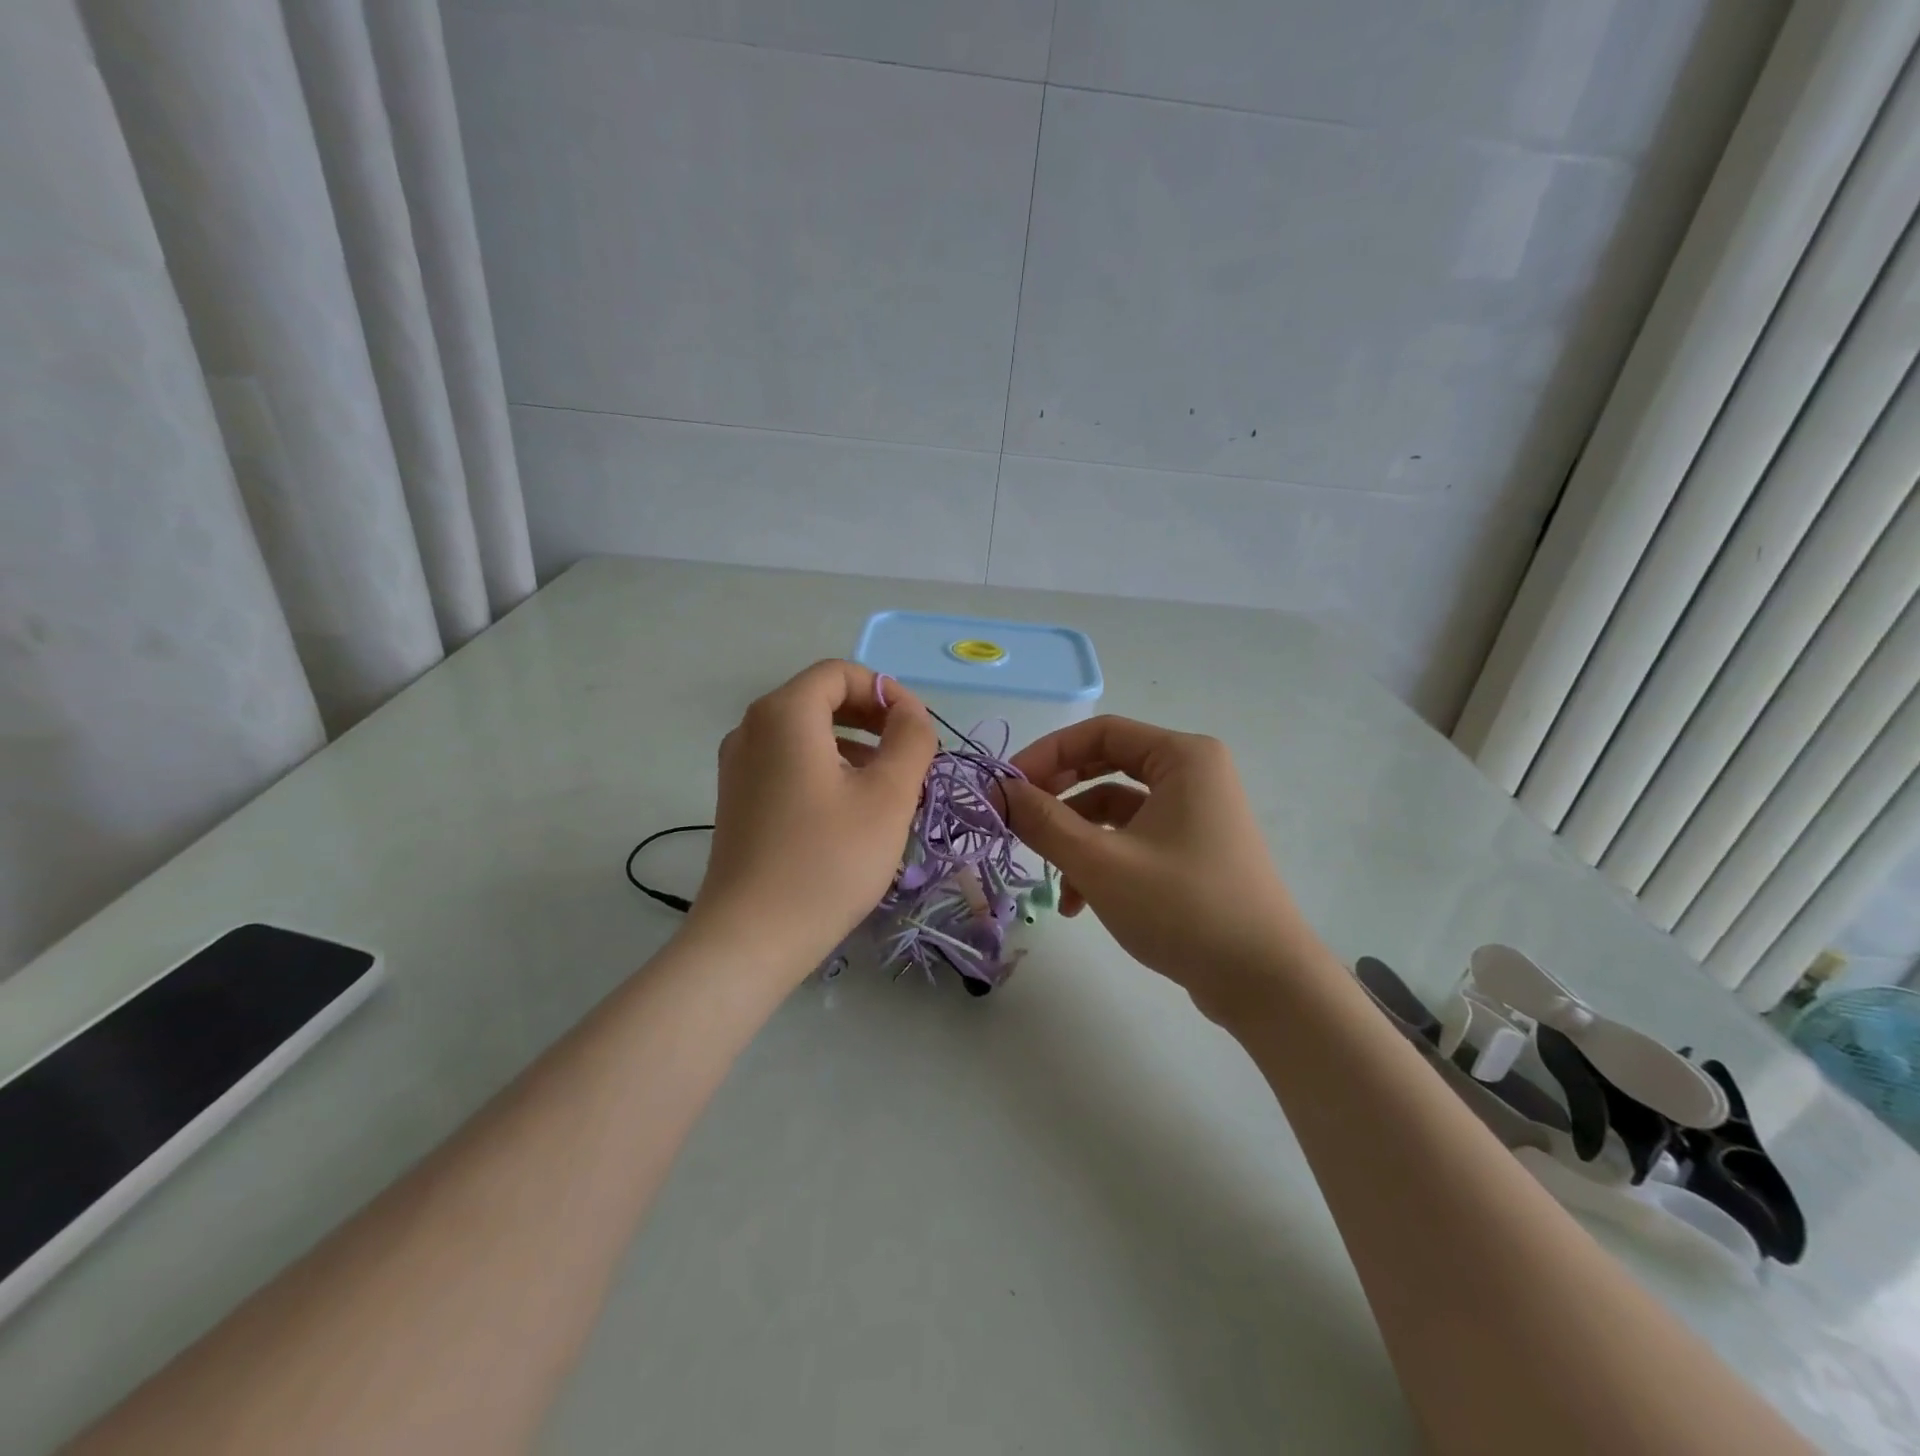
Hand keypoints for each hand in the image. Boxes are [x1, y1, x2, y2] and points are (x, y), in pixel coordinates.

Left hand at [690, 660, 936, 978]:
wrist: (751, 938)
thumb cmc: (828, 860)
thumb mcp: (888, 796)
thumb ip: (910, 740)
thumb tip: (910, 714)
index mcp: (784, 714)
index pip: (840, 673)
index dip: (886, 691)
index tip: (919, 729)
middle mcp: (752, 728)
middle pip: (820, 698)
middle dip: (872, 717)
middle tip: (910, 753)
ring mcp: (738, 765)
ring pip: (805, 733)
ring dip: (853, 743)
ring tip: (889, 783)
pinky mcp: (738, 799)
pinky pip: (788, 762)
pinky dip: (826, 766)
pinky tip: (851, 807)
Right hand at [1004, 716, 1317, 1021]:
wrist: (1265, 983)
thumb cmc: (1183, 907)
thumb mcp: (1101, 863)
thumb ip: (1043, 821)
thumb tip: (998, 791)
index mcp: (1182, 758)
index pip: (1099, 733)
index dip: (1046, 754)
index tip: (1004, 787)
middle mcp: (1193, 775)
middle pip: (1106, 767)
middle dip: (1057, 796)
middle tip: (1017, 818)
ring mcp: (1195, 815)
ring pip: (1116, 810)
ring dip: (1076, 838)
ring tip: (1049, 876)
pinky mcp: (1192, 852)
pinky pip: (1134, 840)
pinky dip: (1102, 862)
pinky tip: (1078, 904)